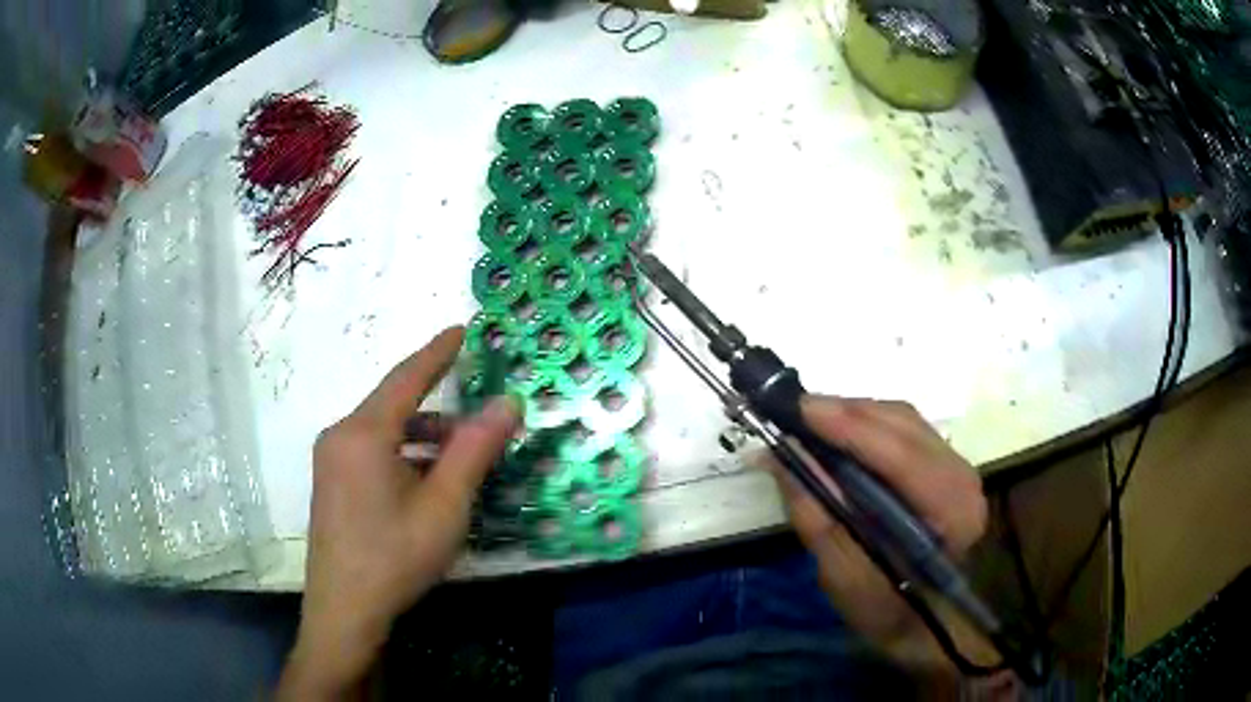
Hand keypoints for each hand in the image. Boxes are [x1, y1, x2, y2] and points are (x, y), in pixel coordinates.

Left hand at [277, 327, 521, 699]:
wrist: (345, 609)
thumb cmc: (395, 557)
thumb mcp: (445, 506)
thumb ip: (475, 449)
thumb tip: (508, 403)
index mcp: (364, 433)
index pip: (406, 378)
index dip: (437, 352)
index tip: (461, 330)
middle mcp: (340, 435)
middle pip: (394, 406)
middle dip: (438, 410)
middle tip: (479, 424)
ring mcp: (330, 460)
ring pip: (384, 432)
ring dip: (423, 439)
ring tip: (460, 462)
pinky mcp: (331, 482)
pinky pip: (371, 451)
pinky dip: (403, 455)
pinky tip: (426, 483)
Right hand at [773, 396, 989, 672]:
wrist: (929, 623)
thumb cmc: (888, 612)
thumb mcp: (845, 578)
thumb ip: (818, 518)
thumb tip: (782, 458)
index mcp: (950, 511)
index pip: (900, 455)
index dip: (848, 427)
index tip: (797, 411)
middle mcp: (962, 476)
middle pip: (902, 425)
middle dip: (845, 412)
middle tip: (792, 412)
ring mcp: (958, 466)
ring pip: (903, 420)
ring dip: (853, 414)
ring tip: (808, 419)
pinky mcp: (945, 464)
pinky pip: (904, 429)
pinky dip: (866, 424)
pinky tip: (838, 432)